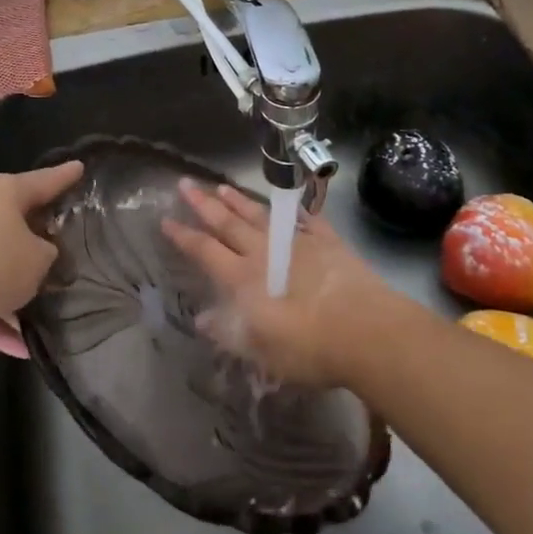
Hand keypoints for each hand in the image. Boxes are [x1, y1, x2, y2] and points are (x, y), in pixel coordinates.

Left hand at [0, 160, 83, 355]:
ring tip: (50, 306)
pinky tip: (22, 348)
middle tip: (69, 244)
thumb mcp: (37, 260)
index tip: (80, 167)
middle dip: (41, 236)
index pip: (44, 180)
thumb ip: (48, 255)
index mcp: (4, 194)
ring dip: (19, 287)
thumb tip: (42, 255)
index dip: (65, 176)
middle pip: (18, 221)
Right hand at [162, 180, 389, 388]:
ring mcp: (297, 243)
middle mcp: (264, 253)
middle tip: (186, 184)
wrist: (366, 332)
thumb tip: (202, 319)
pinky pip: (307, 222)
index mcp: (243, 278)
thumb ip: (229, 332)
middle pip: (228, 224)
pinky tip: (290, 206)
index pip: (205, 251)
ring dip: (239, 202)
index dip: (184, 236)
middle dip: (204, 205)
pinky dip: (296, 213)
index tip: (166, 220)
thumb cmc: (307, 347)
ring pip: (261, 217)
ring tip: (222, 186)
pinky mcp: (328, 244)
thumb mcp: (260, 349)